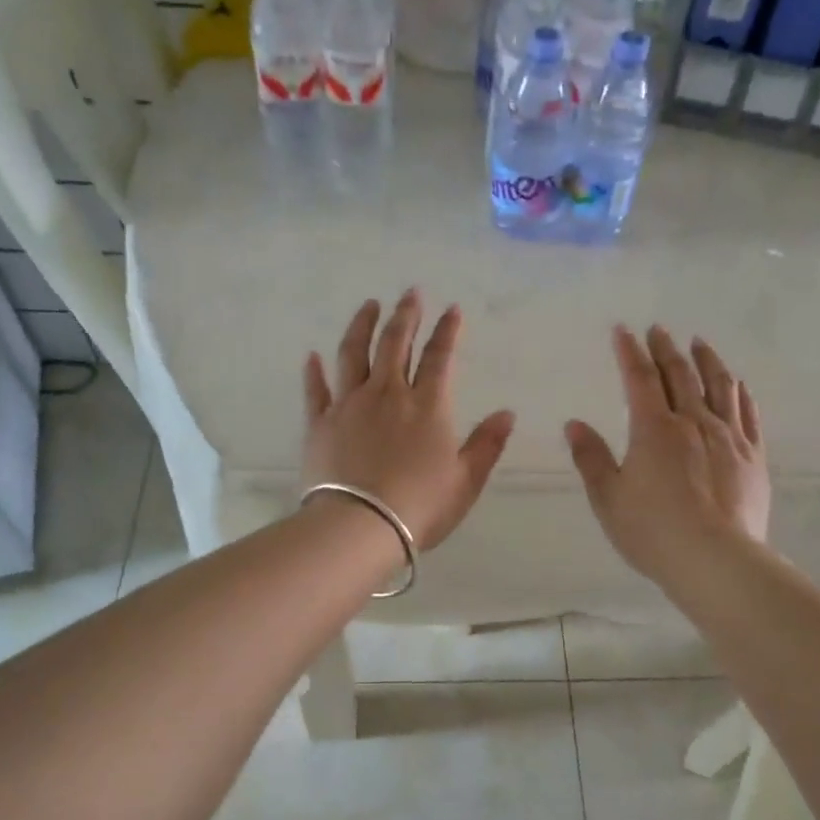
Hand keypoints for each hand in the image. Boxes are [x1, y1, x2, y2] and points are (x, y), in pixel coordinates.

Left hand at [303, 291, 515, 549]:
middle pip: (395, 344)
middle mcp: (388, 394)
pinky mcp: (320, 423)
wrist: (360, 526)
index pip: (440, 357)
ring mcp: (349, 405)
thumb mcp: (466, 480)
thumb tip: (507, 413)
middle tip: (410, 293)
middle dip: (406, 315)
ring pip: (354, 353)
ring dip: (362, 326)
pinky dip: (314, 371)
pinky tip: (313, 356)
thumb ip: (486, 444)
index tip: (452, 309)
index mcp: (427, 406)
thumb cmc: (420, 507)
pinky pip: (317, 389)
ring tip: (369, 306)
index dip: (447, 331)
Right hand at [565, 325, 770, 585]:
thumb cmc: (652, 531)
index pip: (640, 379)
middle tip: (659, 330)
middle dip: (666, 349)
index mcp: (654, 429)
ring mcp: (728, 437)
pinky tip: (737, 385)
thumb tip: (574, 424)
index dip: (630, 352)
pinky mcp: (753, 457)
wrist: (715, 560)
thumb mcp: (608, 498)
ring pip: (719, 386)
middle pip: (680, 375)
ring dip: (707, 361)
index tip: (623, 330)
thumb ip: (591, 458)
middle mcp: (694, 422)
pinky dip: (740, 393)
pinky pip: (748, 414)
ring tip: (700, 344)